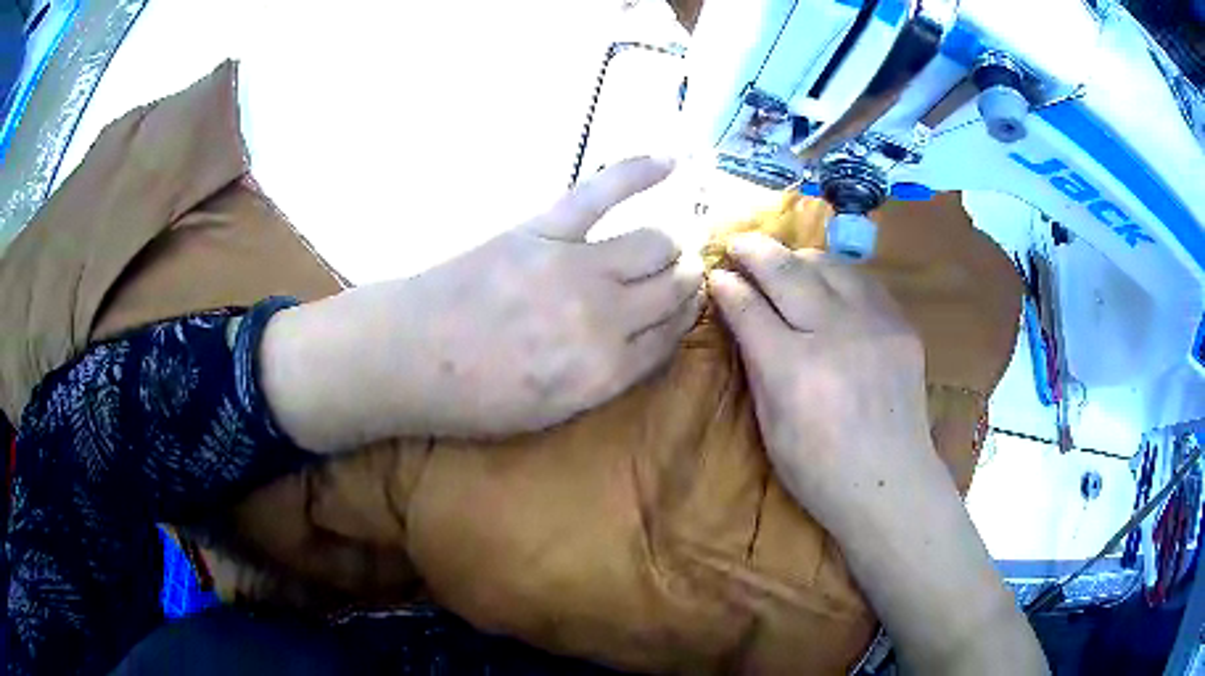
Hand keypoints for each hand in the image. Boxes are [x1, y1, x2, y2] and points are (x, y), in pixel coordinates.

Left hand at [261, 157, 703, 450]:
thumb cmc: (471, 396)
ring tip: (657, 247)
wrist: (406, 357)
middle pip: (673, 287)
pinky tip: (670, 162)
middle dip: (683, 283)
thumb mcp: (549, 412)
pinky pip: (603, 190)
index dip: (683, 319)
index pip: (671, 336)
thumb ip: (605, 379)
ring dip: (666, 246)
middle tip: (676, 278)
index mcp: (604, 372)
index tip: (683, 308)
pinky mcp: (542, 229)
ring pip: (656, 242)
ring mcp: (573, 267)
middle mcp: (603, 319)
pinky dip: (638, 171)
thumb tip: (644, 341)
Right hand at [708, 233, 934, 532]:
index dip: (727, 287)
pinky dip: (836, 275)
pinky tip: (827, 283)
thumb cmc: (819, 472)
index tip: (716, 274)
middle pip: (786, 271)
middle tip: (736, 242)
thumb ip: (757, 365)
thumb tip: (742, 316)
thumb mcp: (771, 428)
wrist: (892, 484)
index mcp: (794, 371)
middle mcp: (835, 335)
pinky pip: (862, 281)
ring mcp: (874, 324)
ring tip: (782, 261)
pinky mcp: (901, 324)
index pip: (749, 308)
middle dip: (754, 250)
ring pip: (827, 264)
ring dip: (797, 257)